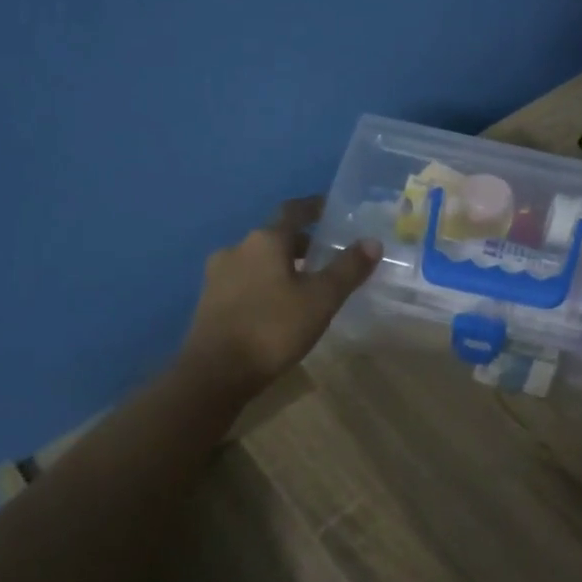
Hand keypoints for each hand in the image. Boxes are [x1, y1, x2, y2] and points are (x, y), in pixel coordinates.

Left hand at [180, 196, 381, 396]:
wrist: (214, 374)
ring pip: (257, 260)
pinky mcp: (208, 301)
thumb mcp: (321, 299)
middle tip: (325, 256)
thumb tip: (373, 241)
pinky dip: (264, 284)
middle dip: (300, 243)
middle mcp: (237, 248)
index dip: (314, 207)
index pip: (293, 211)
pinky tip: (276, 306)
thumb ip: (348, 269)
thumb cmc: (273, 328)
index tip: (330, 209)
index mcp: (265, 240)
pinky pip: (243, 281)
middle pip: (274, 236)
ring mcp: (217, 275)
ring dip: (280, 265)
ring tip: (303, 284)